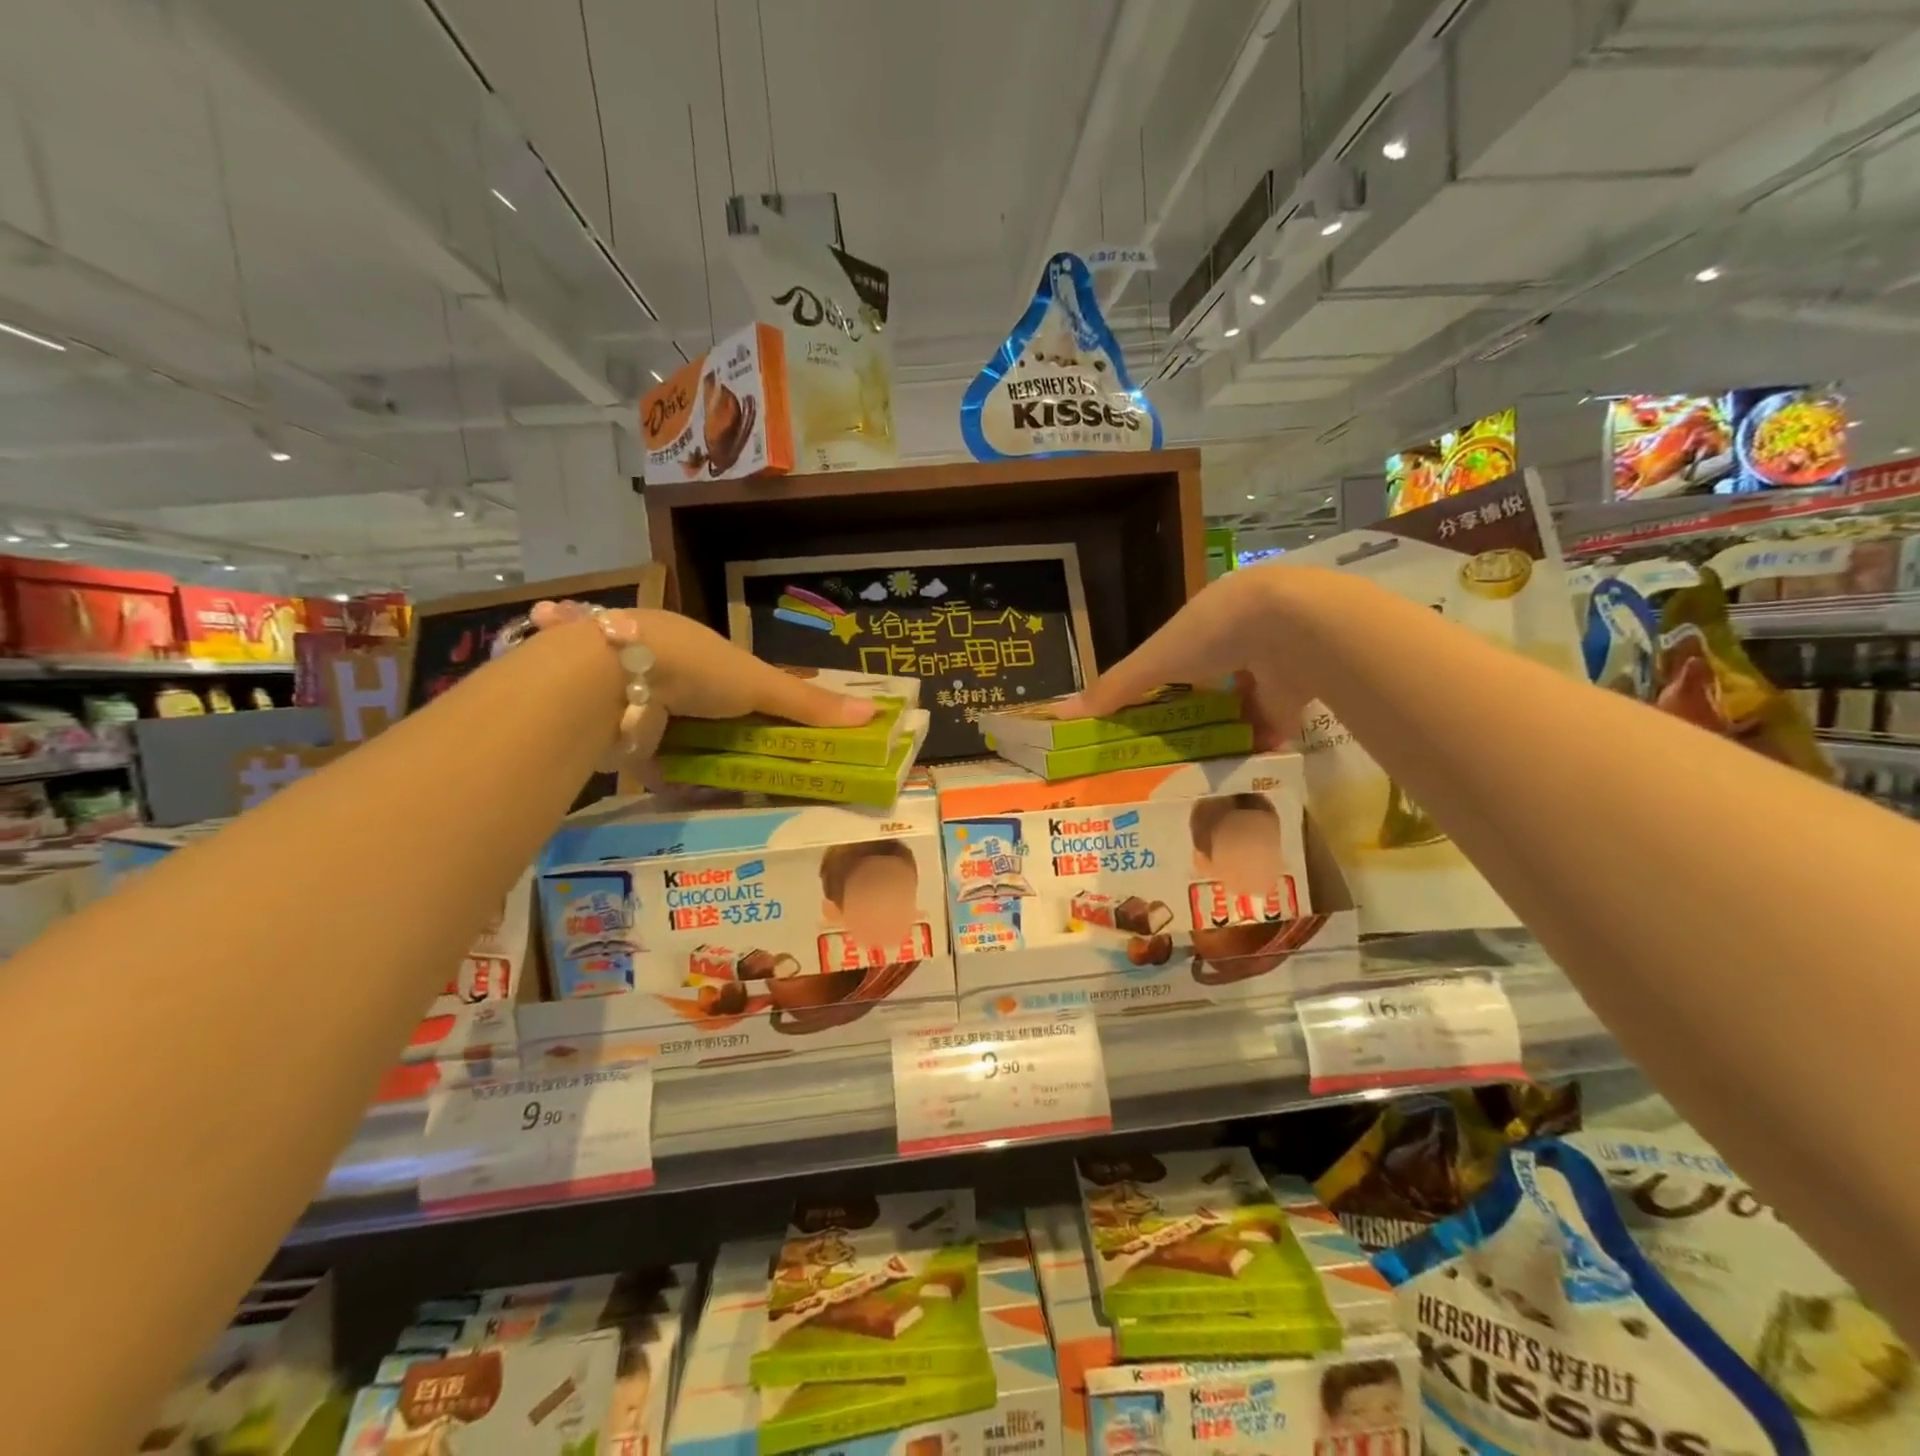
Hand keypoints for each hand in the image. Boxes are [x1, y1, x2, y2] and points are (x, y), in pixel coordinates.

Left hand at [530, 601, 874, 768]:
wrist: (611, 681)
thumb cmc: (696, 668)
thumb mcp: (760, 683)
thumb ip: (810, 704)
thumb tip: (875, 715)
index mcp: (702, 650)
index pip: (741, 679)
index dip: (765, 703)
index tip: (790, 732)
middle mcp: (671, 673)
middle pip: (714, 711)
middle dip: (736, 737)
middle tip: (770, 768)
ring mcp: (644, 705)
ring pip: (686, 737)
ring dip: (706, 759)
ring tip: (742, 788)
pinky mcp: (623, 738)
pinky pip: (658, 761)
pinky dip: (677, 777)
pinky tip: (698, 795)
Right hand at [1052, 566, 1325, 748]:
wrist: (1293, 627)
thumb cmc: (1212, 634)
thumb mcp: (1154, 661)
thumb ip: (1114, 688)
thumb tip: (1060, 714)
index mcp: (1204, 622)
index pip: (1177, 656)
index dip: (1162, 682)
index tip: (1144, 716)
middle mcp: (1240, 639)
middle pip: (1212, 681)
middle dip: (1197, 711)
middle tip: (1173, 749)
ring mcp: (1272, 663)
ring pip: (1244, 702)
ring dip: (1228, 729)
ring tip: (1203, 765)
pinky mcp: (1300, 689)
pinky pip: (1275, 721)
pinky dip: (1259, 743)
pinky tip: (1241, 768)